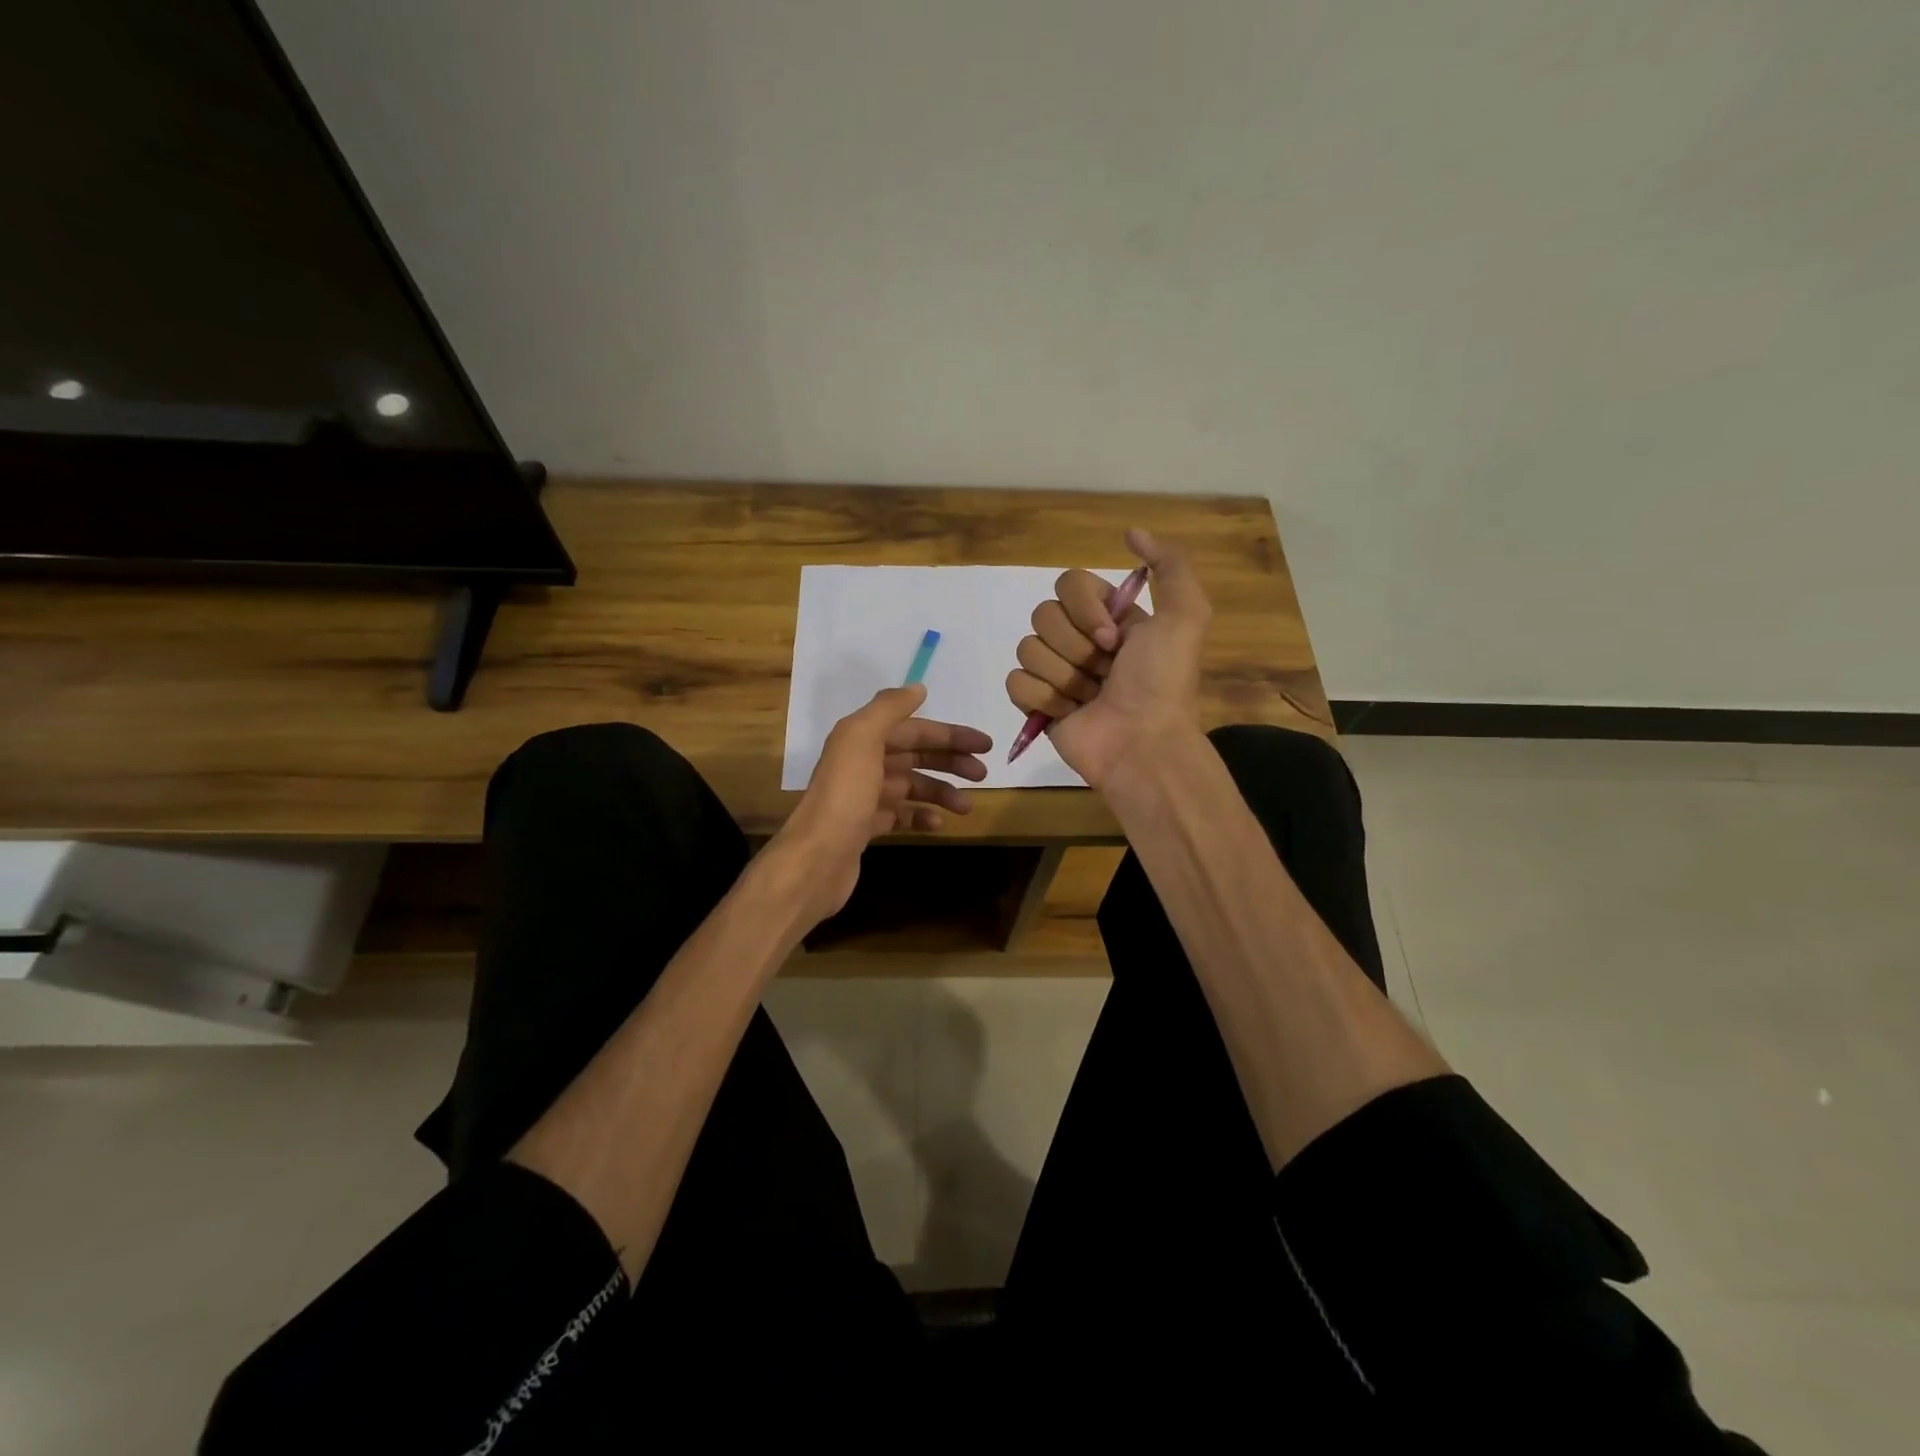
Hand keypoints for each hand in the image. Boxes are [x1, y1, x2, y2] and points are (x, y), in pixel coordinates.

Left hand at [770, 684, 991, 924]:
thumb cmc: (844, 796)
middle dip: (950, 761)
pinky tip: (937, 824)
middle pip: (915, 756)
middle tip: (982, 774)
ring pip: (911, 786)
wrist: (816, 859)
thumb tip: (918, 689)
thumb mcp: (861, 739)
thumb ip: (888, 709)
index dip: (949, 734)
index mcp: (861, 739)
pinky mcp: (866, 827)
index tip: (985, 745)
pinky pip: (901, 815)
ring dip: (941, 792)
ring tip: (966, 806)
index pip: (914, 729)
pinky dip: (921, 816)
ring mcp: (864, 797)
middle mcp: (862, 763)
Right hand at [1006, 527, 1210, 788]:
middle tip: (1103, 672)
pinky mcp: (1036, 703)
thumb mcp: (1185, 616)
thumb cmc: (1161, 682)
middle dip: (1075, 647)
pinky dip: (1042, 697)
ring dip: (1063, 676)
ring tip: (1089, 698)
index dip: (1085, 609)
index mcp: (1108, 617)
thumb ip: (1170, 565)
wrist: (1142, 743)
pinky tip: (1068, 712)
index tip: (1112, 638)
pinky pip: (1016, 681)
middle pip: (1043, 615)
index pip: (1068, 584)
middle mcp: (1080, 640)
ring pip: (1027, 648)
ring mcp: (1056, 672)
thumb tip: (1131, 532)